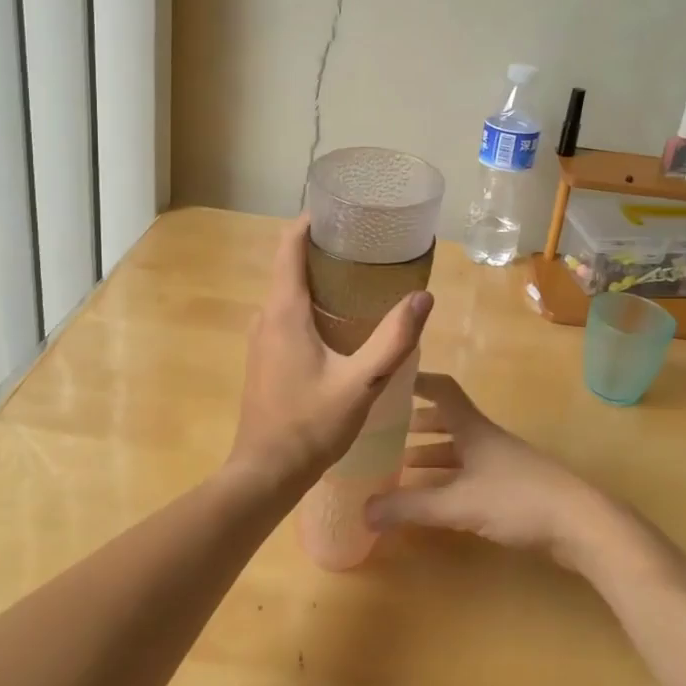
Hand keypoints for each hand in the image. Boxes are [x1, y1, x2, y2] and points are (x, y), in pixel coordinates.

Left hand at [229, 216, 432, 492]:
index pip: (288, 245)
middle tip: (368, 245)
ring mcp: (261, 338)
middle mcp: (266, 316)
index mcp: (284, 310)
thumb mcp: (361, 383)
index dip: (311, 221)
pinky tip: (342, 322)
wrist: (264, 474)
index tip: (342, 210)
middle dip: (325, 249)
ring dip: (321, 279)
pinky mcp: (265, 357)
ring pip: (290, 292)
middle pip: (291, 265)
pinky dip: (313, 304)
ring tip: (362, 278)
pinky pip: (288, 314)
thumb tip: (423, 297)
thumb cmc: (310, 425)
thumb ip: (394, 340)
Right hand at [366, 374, 623, 568]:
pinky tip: (435, 501)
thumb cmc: (518, 499)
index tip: (389, 379)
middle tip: (386, 434)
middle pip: (448, 421)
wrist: (581, 525)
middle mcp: (486, 438)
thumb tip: (362, 509)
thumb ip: (411, 507)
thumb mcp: (458, 503)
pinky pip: (469, 475)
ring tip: (401, 469)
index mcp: (473, 428)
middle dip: (417, 424)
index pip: (442, 390)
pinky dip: (447, 481)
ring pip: (459, 450)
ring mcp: (501, 463)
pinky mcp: (512, 489)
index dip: (417, 381)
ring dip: (431, 456)